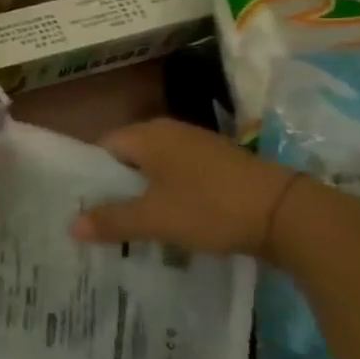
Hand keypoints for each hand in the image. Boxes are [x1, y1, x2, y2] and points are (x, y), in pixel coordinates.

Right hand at [71, 117, 298, 256]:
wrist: (288, 214)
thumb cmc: (209, 207)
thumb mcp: (154, 219)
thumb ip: (112, 221)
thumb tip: (71, 226)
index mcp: (147, 135)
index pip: (102, 147)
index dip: (89, 175)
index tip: (81, 205)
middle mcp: (169, 131)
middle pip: (129, 158)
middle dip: (116, 188)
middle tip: (102, 220)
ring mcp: (198, 146)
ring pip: (156, 169)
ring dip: (145, 194)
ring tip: (132, 226)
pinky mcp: (220, 165)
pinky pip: (181, 177)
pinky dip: (171, 196)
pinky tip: (171, 222)